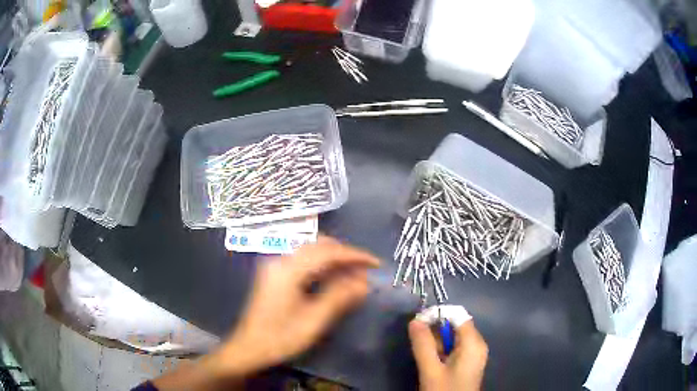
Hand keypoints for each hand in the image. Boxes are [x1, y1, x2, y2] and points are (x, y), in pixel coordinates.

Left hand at [215, 236, 379, 375]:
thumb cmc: (280, 337)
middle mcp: (281, 260)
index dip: (354, 255)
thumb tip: (364, 281)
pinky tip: (334, 278)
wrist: (249, 347)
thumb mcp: (314, 320)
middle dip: (345, 254)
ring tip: (355, 273)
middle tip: (366, 269)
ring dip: (335, 259)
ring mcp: (276, 266)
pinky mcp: (276, 274)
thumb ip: (339, 297)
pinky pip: (305, 261)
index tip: (376, 263)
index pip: (328, 252)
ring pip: (312, 252)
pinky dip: (323, 266)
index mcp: (288, 270)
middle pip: (319, 246)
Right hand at [409, 318, 487, 390]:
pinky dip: (442, 351)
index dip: (438, 314)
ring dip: (437, 342)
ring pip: (454, 338)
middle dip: (436, 331)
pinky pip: (455, 348)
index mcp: (473, 343)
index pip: (457, 315)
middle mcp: (477, 344)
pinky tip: (433, 363)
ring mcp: (474, 354)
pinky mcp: (469, 363)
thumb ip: (423, 344)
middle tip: (418, 343)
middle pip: (456, 326)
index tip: (417, 322)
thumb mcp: (431, 369)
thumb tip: (414, 320)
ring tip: (425, 357)